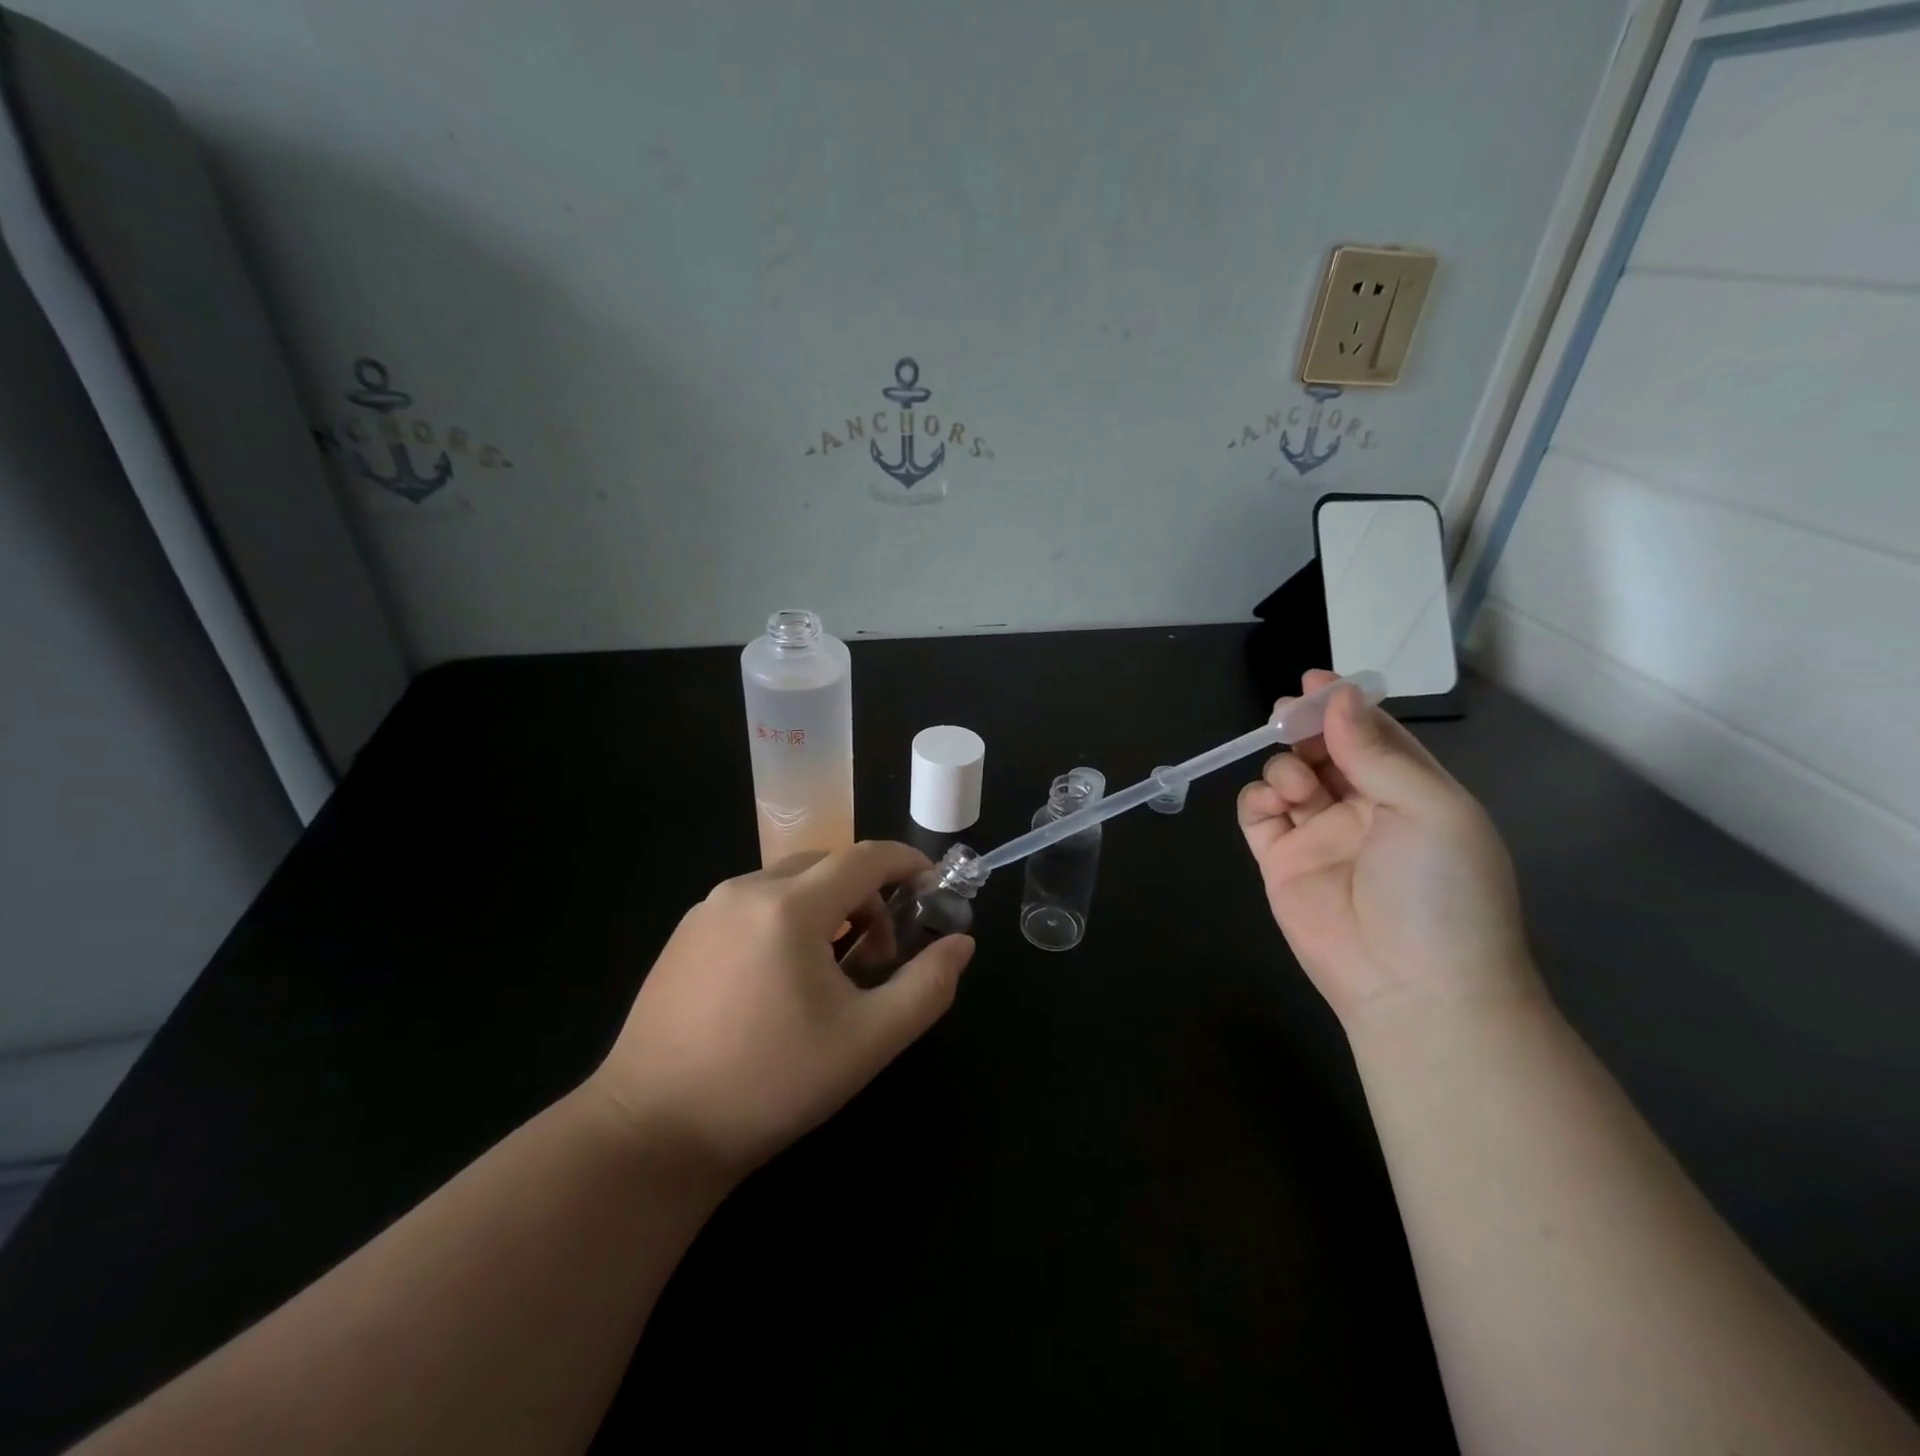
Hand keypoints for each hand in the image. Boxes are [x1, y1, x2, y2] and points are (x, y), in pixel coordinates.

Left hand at [587, 842, 974, 1179]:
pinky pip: (754, 903)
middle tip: (880, 956)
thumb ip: (926, 987)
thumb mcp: (866, 1041)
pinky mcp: (685, 933)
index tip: (933, 888)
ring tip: (832, 973)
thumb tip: (961, 943)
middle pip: (828, 865)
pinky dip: (787, 919)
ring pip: (789, 882)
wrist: (651, 1133)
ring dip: (827, 908)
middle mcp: (744, 890)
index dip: (908, 863)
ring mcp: (708, 909)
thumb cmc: (769, 1085)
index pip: (866, 857)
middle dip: (868, 895)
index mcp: (790, 907)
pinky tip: (781, 981)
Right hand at [1237, 671, 1532, 1027]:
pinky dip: (1257, 799)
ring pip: (1287, 777)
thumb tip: (1338, 697)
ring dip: (1285, 766)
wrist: (1411, 986)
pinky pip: (1257, 815)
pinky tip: (1271, 804)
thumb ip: (1377, 752)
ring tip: (1296, 787)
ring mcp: (1318, 835)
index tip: (1314, 681)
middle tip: (1285, 715)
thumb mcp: (1430, 810)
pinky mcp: (1280, 861)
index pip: (1373, 735)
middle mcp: (1363, 809)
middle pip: (1323, 751)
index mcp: (1410, 792)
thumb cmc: (1439, 890)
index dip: (1344, 706)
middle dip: (1303, 727)